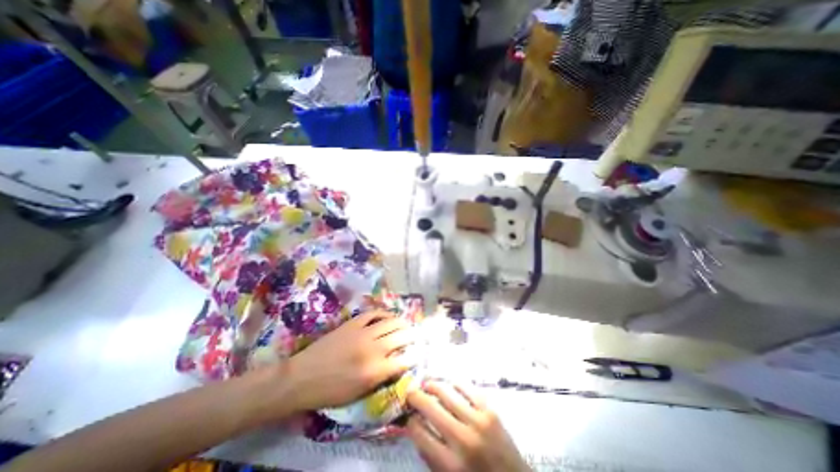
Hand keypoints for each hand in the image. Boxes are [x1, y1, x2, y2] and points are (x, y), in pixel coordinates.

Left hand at [283, 310, 411, 407]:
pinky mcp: (353, 323)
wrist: (301, 378)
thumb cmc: (329, 392)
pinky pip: (373, 313)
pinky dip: (384, 313)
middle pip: (401, 337)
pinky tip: (388, 315)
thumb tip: (396, 365)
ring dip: (402, 323)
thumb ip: (381, 378)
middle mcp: (373, 349)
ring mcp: (363, 333)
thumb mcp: (358, 394)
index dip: (414, 356)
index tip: (418, 354)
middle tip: (416, 336)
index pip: (404, 360)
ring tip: (406, 324)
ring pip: (391, 322)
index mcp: (375, 371)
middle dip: (413, 336)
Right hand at [404, 382, 525, 469]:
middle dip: (415, 396)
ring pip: (447, 391)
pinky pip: (467, 387)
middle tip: (410, 391)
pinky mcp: (490, 409)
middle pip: (430, 407)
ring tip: (426, 384)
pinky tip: (448, 384)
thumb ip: (430, 455)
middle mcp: (462, 439)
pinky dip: (454, 383)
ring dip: (432, 384)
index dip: (409, 420)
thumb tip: (415, 426)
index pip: (419, 432)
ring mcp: (478, 420)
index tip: (407, 414)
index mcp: (450, 464)